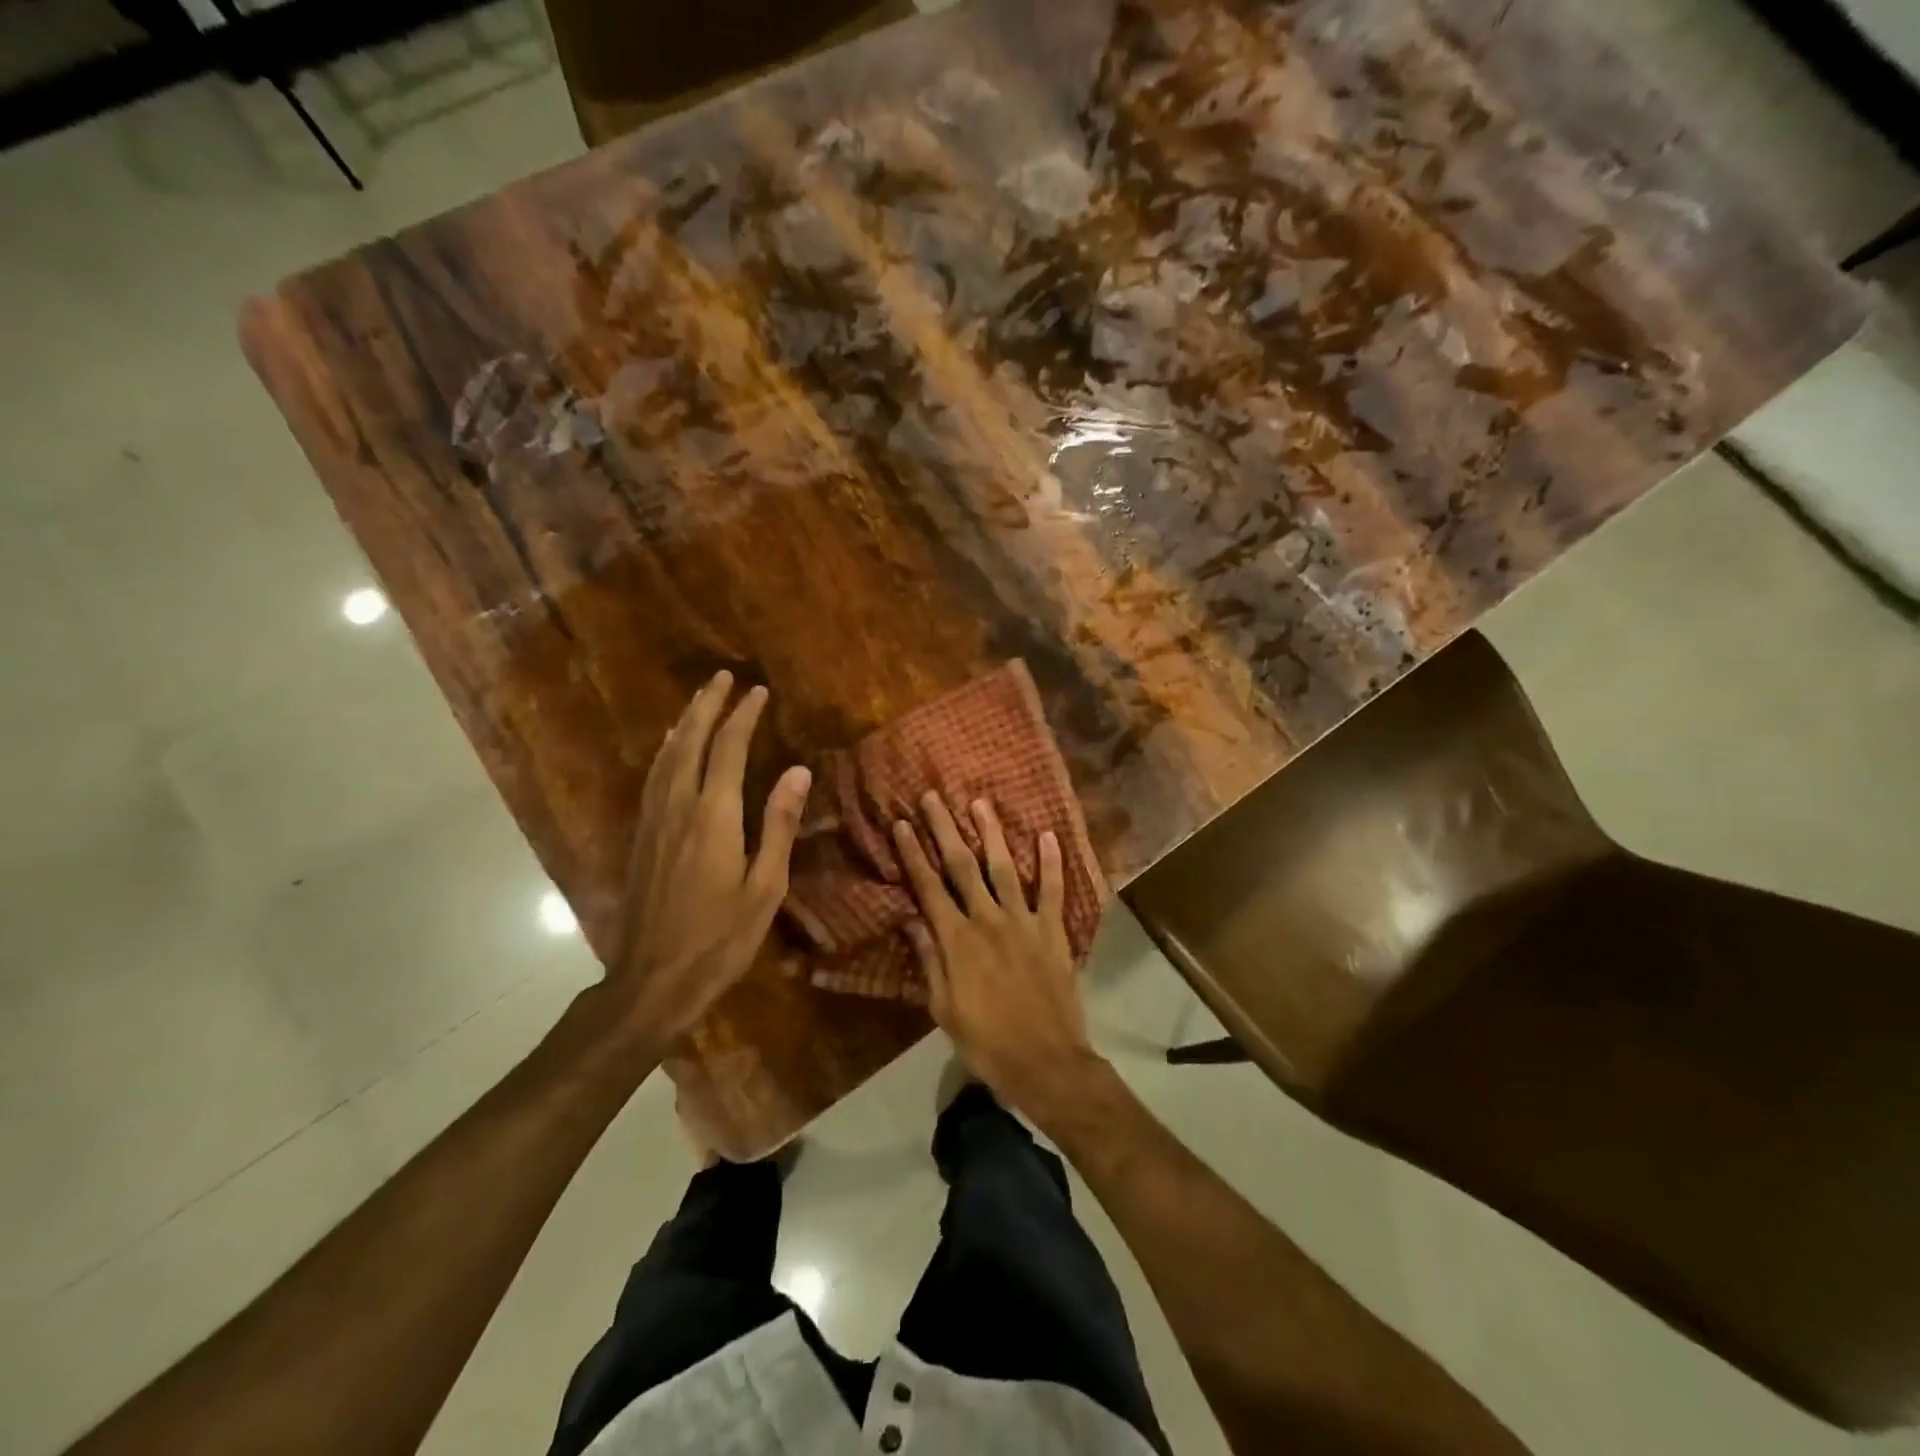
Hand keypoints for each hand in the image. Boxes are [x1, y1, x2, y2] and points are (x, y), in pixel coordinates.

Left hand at [607, 671, 809, 1048]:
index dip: (744, 716)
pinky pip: (652, 778)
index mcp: (714, 816)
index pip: (729, 749)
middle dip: (708, 705)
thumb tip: (799, 772)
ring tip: (699, 699)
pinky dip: (664, 751)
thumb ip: (780, 825)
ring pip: (666, 756)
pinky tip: (669, 748)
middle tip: (723, 677)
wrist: (652, 980)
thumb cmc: (720, 939)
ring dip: (684, 722)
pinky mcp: (640, 837)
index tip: (758, 691)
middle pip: (691, 741)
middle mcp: (679, 807)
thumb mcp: (765, 887)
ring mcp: (653, 821)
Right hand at [893, 792, 1105, 1119]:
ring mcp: (1024, 923)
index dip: (913, 854)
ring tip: (980, 803)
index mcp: (957, 940)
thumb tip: (911, 919)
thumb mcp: (943, 1008)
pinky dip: (1052, 863)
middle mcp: (988, 920)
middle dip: (945, 829)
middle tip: (933, 797)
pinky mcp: (1053, 932)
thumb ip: (929, 960)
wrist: (1045, 1062)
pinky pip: (1053, 891)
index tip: (900, 824)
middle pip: (963, 866)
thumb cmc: (986, 1041)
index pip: (929, 887)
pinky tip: (1048, 835)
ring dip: (992, 833)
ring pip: (1005, 868)